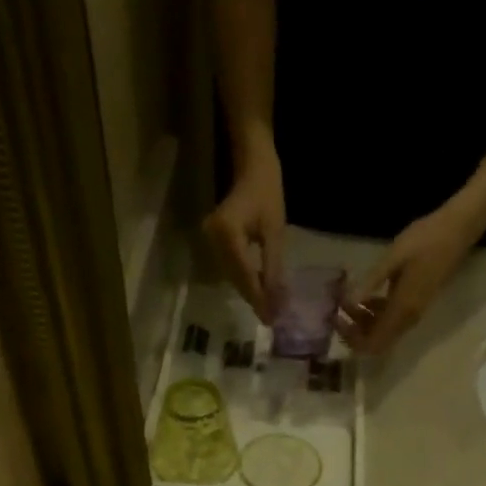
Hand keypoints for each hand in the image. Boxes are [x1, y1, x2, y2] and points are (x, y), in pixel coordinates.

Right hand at [203, 151, 285, 318]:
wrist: (251, 166)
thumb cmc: (267, 192)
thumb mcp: (275, 231)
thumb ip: (273, 267)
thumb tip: (277, 301)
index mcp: (227, 234)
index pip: (244, 275)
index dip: (258, 298)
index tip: (271, 319)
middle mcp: (212, 239)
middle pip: (235, 279)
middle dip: (254, 299)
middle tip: (272, 319)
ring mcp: (209, 241)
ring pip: (232, 277)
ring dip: (249, 293)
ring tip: (268, 310)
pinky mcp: (212, 242)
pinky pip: (230, 268)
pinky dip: (244, 281)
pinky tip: (258, 292)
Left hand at [336, 195, 485, 355]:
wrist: (458, 230)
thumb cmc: (426, 239)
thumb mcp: (394, 257)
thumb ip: (372, 281)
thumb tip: (349, 302)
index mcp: (403, 309)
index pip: (374, 343)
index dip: (352, 339)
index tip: (337, 319)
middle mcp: (408, 318)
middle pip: (377, 341)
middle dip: (354, 331)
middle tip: (338, 309)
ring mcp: (414, 312)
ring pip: (383, 331)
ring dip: (363, 321)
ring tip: (347, 299)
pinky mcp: (415, 303)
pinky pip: (391, 319)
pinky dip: (375, 313)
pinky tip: (365, 294)